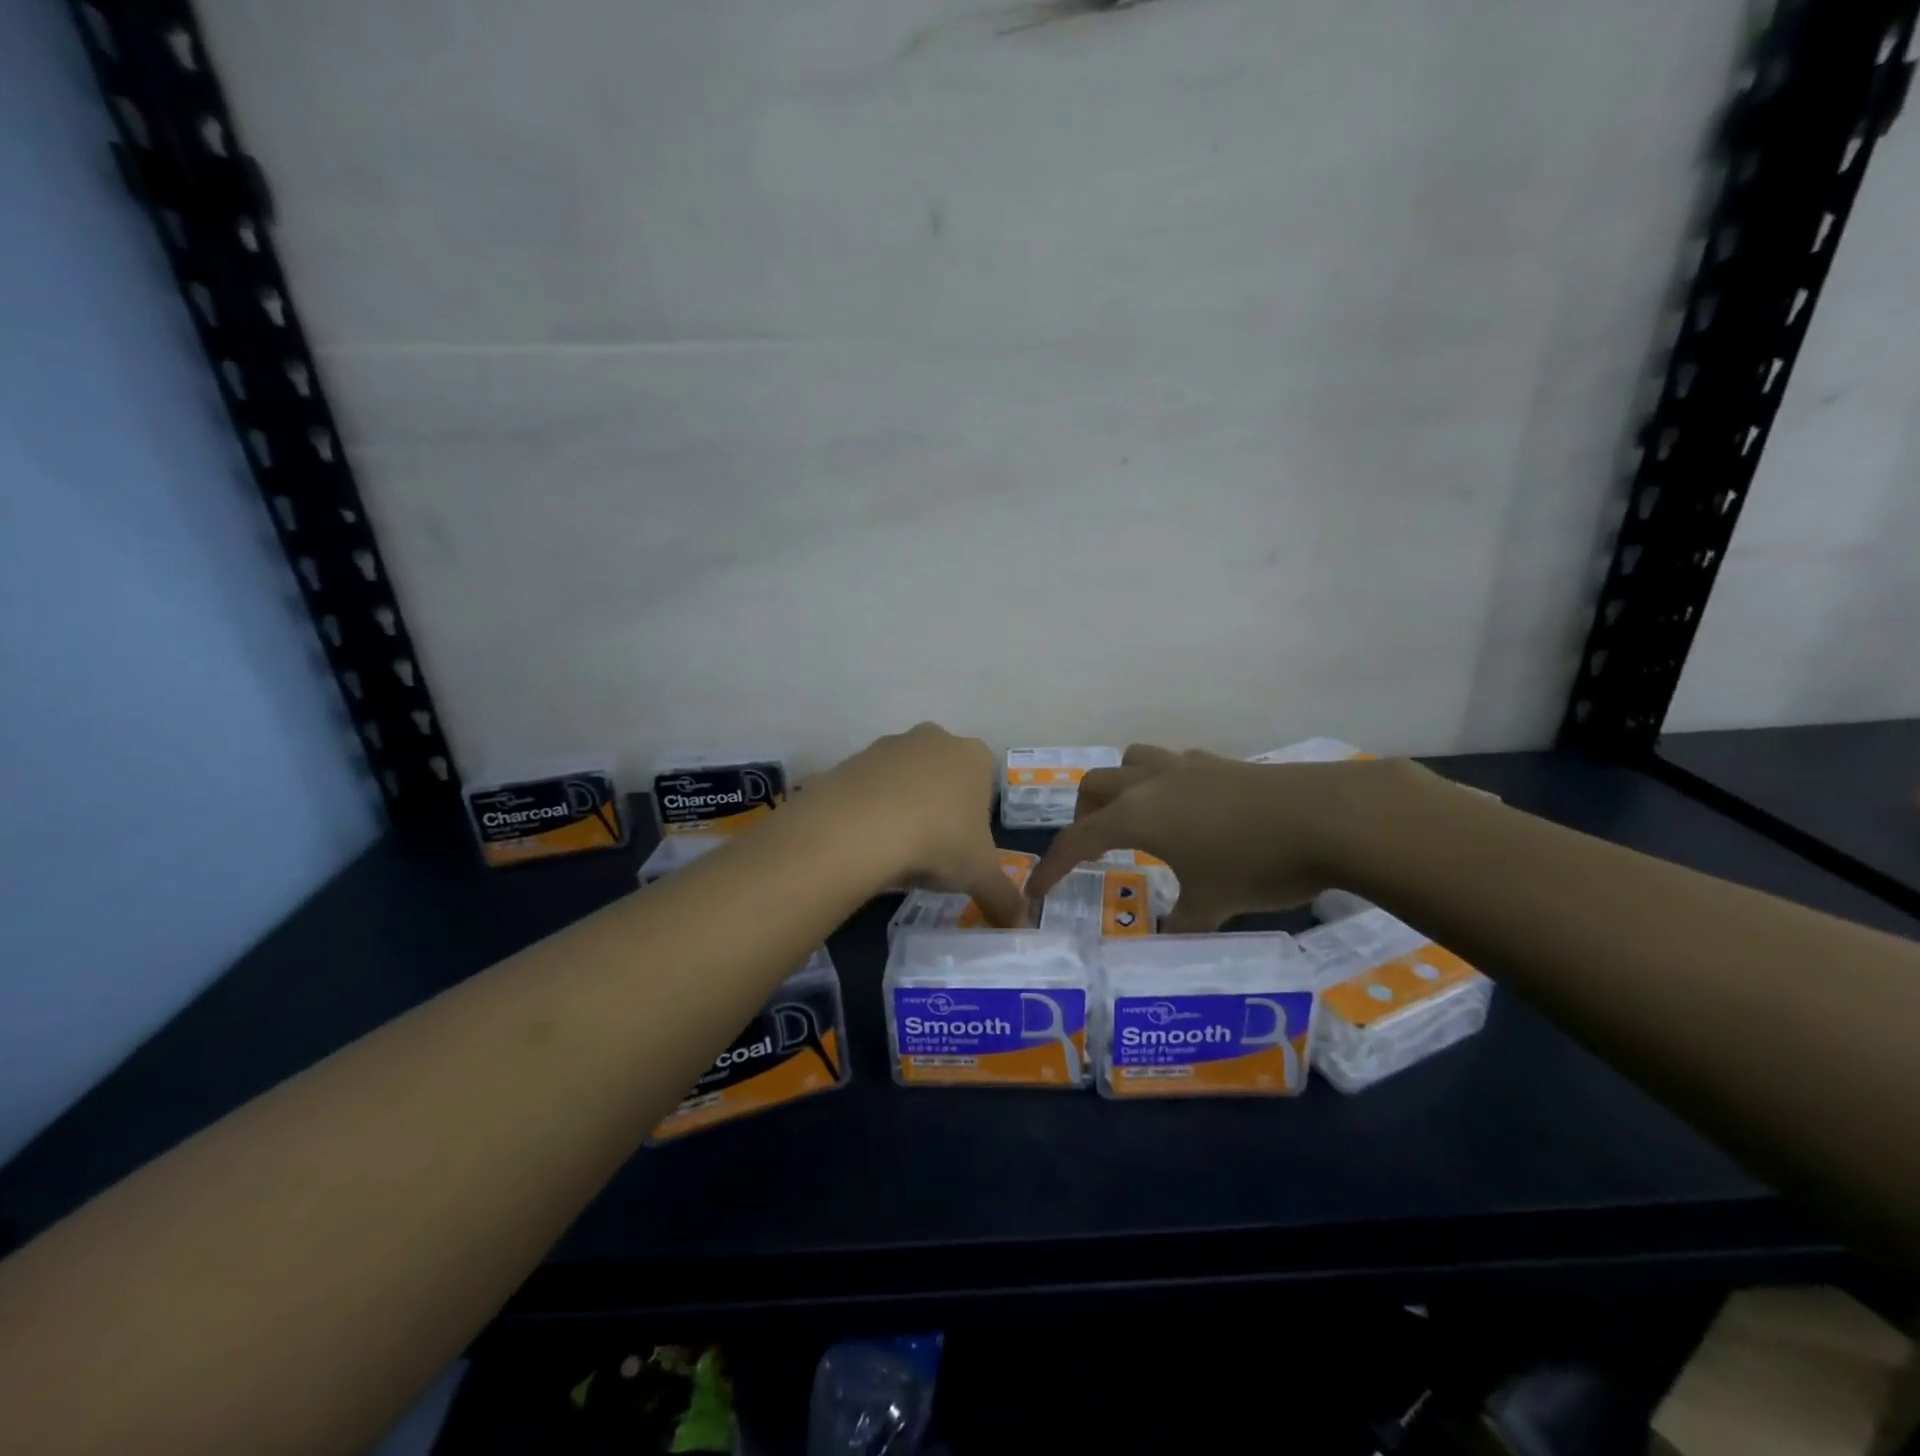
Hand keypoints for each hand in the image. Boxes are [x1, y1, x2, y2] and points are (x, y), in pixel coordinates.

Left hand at [808, 723, 1027, 927]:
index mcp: (973, 756)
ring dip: (901, 808)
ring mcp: (889, 745)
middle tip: (929, 851)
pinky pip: (866, 789)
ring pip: (902, 780)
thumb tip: (1021, 925)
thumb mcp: (979, 876)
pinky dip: (867, 811)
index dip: (974, 820)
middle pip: (941, 777)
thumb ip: (1004, 899)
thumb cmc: (938, 841)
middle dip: (938, 809)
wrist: (860, 828)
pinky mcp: (851, 759)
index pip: (983, 785)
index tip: (960, 849)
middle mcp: (933, 739)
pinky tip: (864, 841)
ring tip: (894, 850)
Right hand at [1028, 744, 1423, 931]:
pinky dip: (1163, 783)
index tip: (1036, 891)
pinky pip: (1173, 764)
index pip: (1076, 840)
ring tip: (1137, 818)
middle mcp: (1150, 783)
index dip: (1051, 867)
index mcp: (1135, 816)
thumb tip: (1164, 940)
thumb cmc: (1256, 863)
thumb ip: (1181, 925)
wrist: (1328, 816)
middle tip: (1095, 848)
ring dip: (1121, 787)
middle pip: (1095, 785)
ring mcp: (1186, 767)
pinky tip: (1189, 809)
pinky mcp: (1220, 763)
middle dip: (1083, 816)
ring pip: (1131, 761)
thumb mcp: (1213, 905)